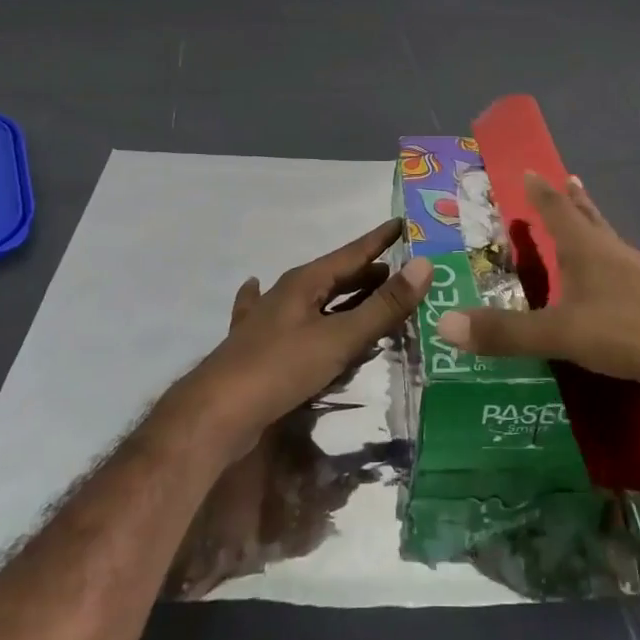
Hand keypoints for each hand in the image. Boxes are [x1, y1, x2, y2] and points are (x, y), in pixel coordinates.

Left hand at [166, 218, 429, 460]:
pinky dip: (294, 311)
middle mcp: (287, 293)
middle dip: (368, 272)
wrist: (215, 415)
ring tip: (369, 292)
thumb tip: (425, 266)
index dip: (381, 239)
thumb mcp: (339, 338)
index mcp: (306, 282)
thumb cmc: (280, 369)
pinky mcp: (259, 347)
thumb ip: (383, 307)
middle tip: (402, 271)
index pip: (354, 252)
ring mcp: (269, 319)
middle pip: (335, 275)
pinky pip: (286, 321)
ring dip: (343, 295)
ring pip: (314, 298)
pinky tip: (256, 288)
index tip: (406, 225)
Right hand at [435, 173, 639, 432]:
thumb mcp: (560, 332)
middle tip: (562, 180)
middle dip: (571, 200)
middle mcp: (611, 253)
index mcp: (587, 248)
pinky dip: (602, 271)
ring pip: (605, 244)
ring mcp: (635, 279)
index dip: (539, 189)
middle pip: (587, 217)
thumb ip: (505, 331)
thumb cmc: (630, 330)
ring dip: (590, 230)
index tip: (528, 169)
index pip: (556, 208)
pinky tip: (600, 289)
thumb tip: (444, 323)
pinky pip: (617, 277)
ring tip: (582, 223)